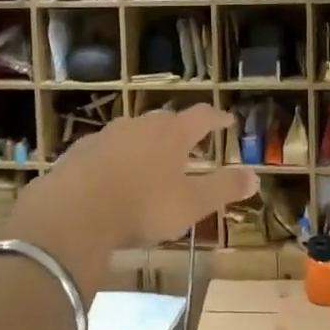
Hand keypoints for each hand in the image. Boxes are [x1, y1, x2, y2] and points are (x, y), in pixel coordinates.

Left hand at [5, 106, 254, 292]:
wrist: (73, 212)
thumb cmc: (142, 206)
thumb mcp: (191, 203)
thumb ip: (223, 188)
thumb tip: (256, 176)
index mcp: (172, 134)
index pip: (201, 116)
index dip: (217, 118)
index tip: (227, 120)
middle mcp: (140, 126)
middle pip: (166, 120)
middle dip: (180, 130)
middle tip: (190, 144)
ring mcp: (106, 136)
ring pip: (133, 132)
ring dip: (146, 143)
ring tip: (152, 161)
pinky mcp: (79, 152)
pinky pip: (105, 149)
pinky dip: (116, 158)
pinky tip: (113, 177)